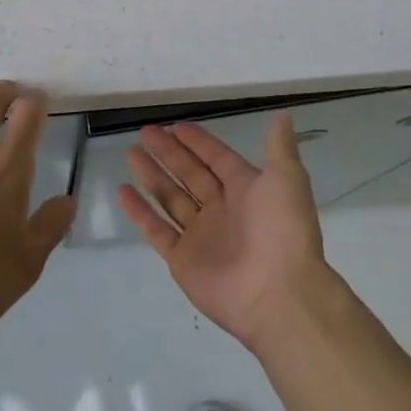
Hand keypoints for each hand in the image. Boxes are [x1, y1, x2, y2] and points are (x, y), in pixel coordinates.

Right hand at [117, 113, 333, 349]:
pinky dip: (139, 212)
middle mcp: (222, 210)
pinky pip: (157, 229)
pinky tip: (123, 191)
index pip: (217, 159)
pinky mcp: (182, 260)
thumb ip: (279, 147)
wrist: (277, 295)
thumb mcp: (287, 180)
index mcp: (247, 190)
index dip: (198, 142)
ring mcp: (201, 236)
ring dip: (152, 176)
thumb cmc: (281, 231)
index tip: (175, 126)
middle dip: (169, 153)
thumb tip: (284, 115)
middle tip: (145, 132)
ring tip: (131, 154)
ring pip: (171, 198)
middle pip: (190, 174)